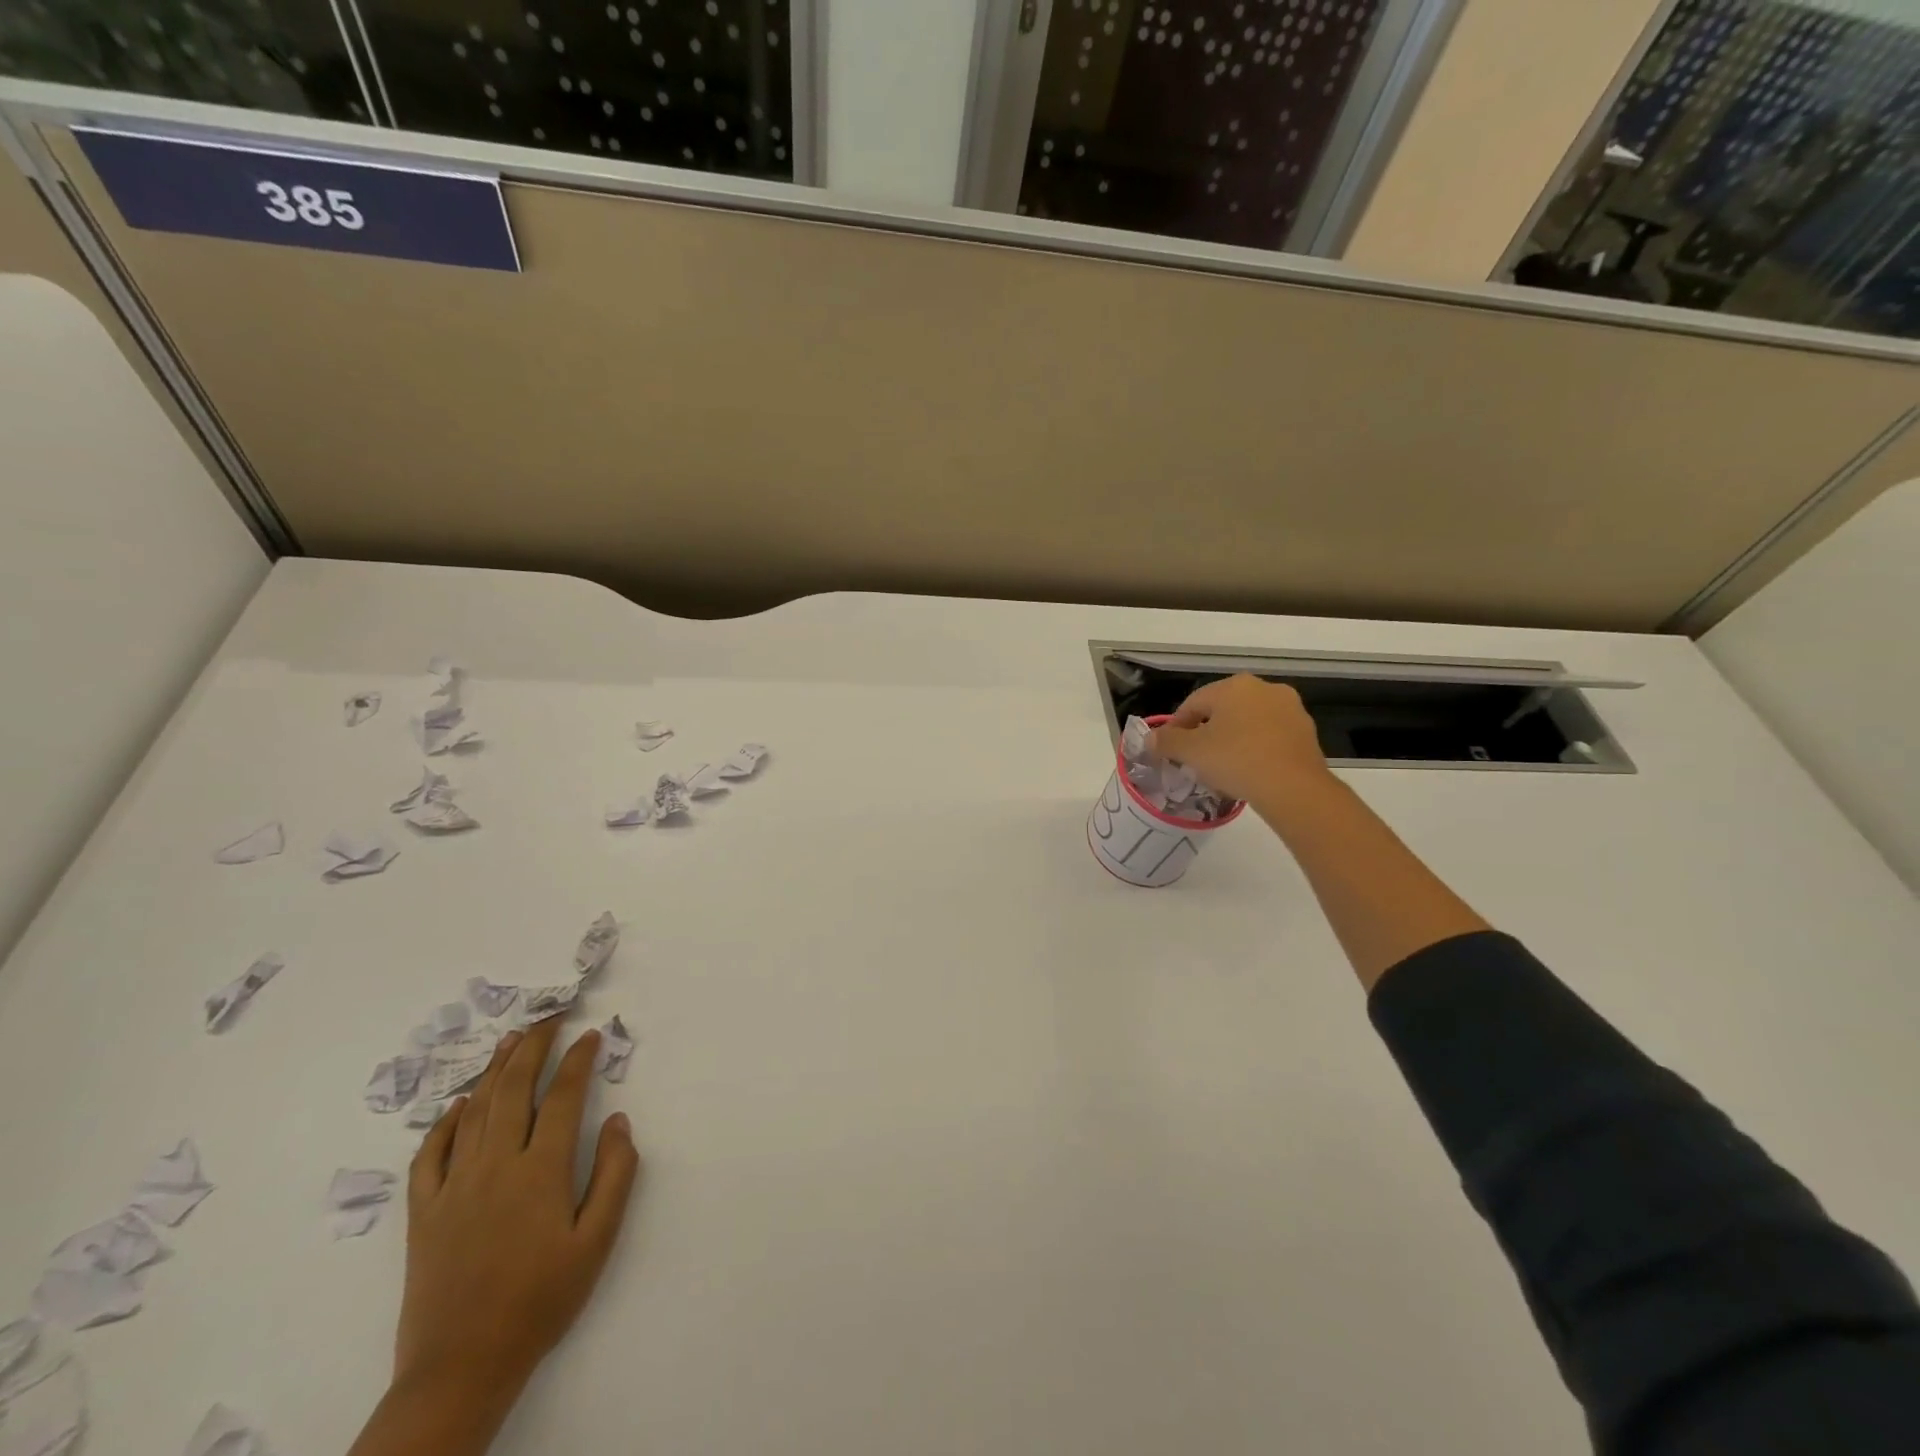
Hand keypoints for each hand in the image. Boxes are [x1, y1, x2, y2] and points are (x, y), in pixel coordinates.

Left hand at [398, 1020, 640, 1398]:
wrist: (462, 1366)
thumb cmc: (541, 1300)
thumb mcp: (596, 1241)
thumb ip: (614, 1175)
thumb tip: (618, 1121)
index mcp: (540, 1170)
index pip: (564, 1096)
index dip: (580, 1059)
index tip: (593, 1034)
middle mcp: (496, 1165)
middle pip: (514, 1088)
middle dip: (534, 1046)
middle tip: (551, 1017)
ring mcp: (454, 1186)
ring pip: (474, 1111)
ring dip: (494, 1070)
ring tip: (510, 1040)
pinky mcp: (424, 1211)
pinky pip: (430, 1154)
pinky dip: (444, 1123)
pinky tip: (458, 1106)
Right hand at [1150, 674, 1333, 817]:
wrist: (1293, 788)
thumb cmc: (1236, 760)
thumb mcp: (1190, 752)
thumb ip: (1166, 742)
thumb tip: (1150, 739)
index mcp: (1234, 686)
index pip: (1193, 703)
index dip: (1176, 728)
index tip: (1169, 751)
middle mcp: (1264, 688)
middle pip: (1222, 711)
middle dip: (1206, 732)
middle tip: (1195, 759)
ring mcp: (1290, 709)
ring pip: (1248, 723)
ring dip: (1232, 740)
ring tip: (1222, 768)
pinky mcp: (1306, 732)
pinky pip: (1270, 737)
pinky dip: (1255, 749)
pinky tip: (1248, 771)